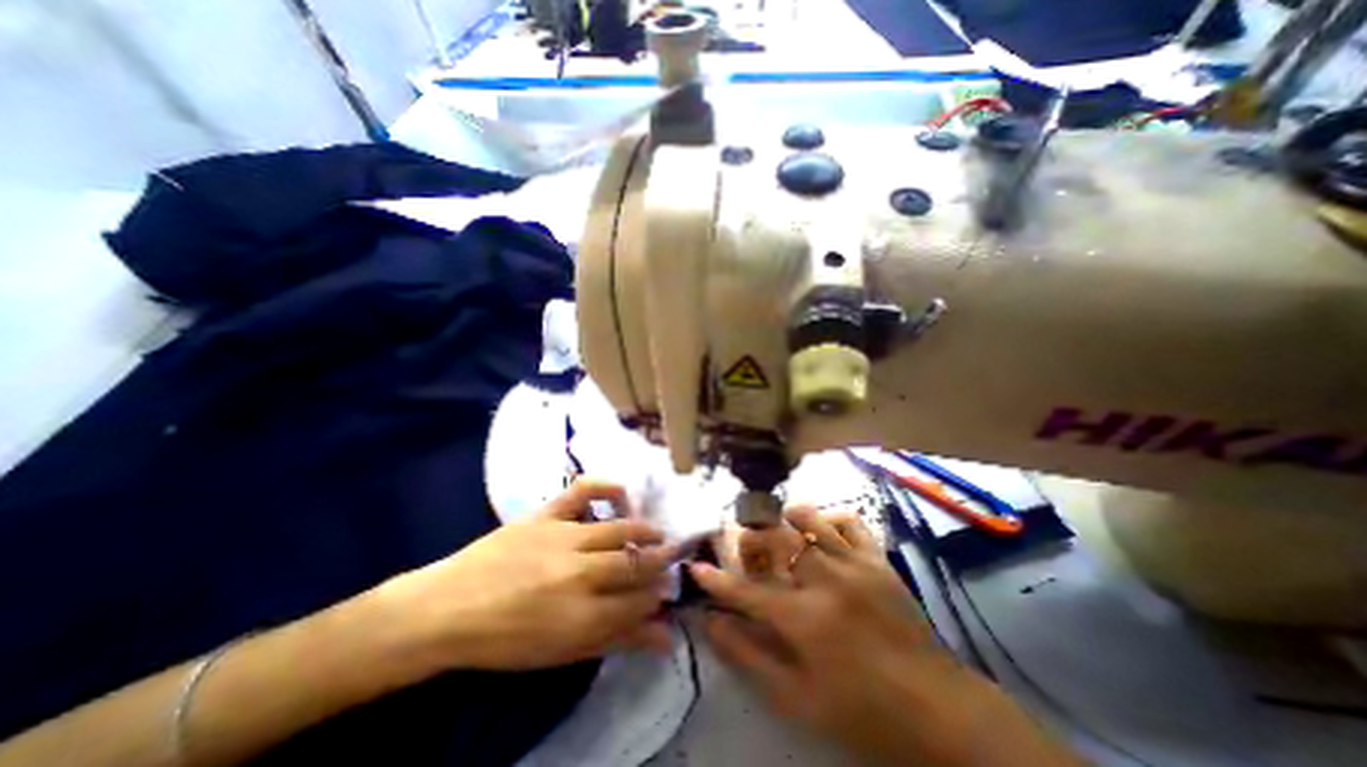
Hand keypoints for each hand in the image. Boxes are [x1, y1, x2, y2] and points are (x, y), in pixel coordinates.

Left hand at [387, 479, 673, 672]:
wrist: (447, 609)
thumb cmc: (506, 640)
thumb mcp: (564, 652)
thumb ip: (618, 640)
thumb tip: (666, 638)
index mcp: (582, 618)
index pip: (639, 601)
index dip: (658, 595)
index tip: (667, 591)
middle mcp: (580, 574)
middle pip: (635, 565)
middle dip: (660, 563)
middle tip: (671, 560)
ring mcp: (563, 538)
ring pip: (619, 531)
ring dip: (645, 532)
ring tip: (658, 534)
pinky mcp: (546, 514)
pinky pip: (582, 491)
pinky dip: (606, 487)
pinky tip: (622, 494)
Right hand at [695, 507, 1077, 764]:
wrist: (937, 709)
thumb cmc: (860, 710)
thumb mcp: (796, 698)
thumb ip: (749, 656)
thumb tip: (712, 624)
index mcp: (802, 618)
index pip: (744, 591)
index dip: (715, 580)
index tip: (695, 568)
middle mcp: (824, 580)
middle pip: (774, 539)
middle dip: (750, 536)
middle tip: (744, 543)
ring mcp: (854, 564)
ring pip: (809, 520)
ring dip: (787, 519)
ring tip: (782, 528)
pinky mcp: (877, 559)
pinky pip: (849, 522)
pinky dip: (831, 519)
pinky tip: (824, 531)